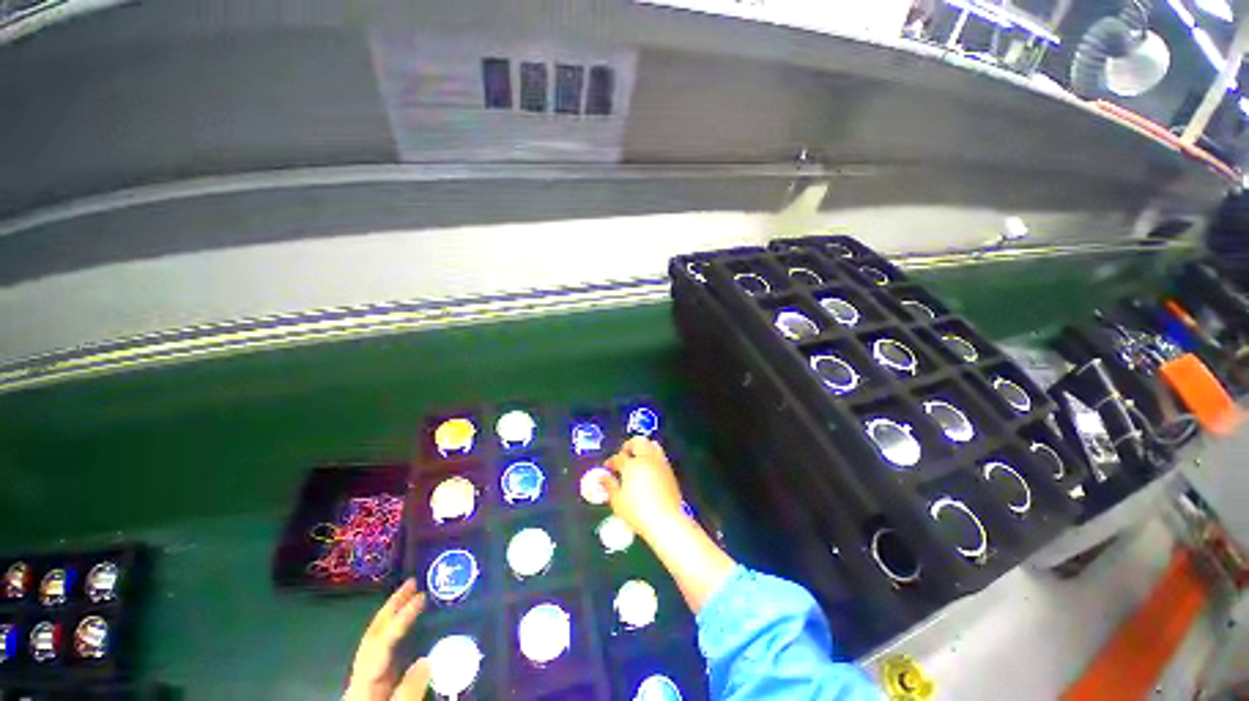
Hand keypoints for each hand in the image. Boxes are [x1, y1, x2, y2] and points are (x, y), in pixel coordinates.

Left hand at [345, 579, 430, 700]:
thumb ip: (408, 693)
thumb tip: (426, 659)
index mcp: (365, 685)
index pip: (381, 644)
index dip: (400, 619)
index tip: (421, 597)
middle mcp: (361, 677)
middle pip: (372, 637)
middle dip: (390, 608)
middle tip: (411, 582)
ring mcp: (366, 680)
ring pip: (375, 642)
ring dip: (391, 616)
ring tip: (410, 595)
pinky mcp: (374, 685)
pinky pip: (383, 651)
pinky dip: (394, 632)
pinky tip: (408, 627)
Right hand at [601, 437, 686, 541]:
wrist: (667, 521)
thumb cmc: (639, 513)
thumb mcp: (618, 501)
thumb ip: (609, 486)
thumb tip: (602, 478)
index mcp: (632, 465)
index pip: (618, 457)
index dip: (611, 461)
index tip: (607, 467)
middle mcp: (647, 459)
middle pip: (638, 441)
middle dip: (628, 446)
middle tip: (623, 455)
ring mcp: (660, 463)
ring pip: (652, 445)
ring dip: (643, 448)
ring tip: (637, 458)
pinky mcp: (670, 471)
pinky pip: (660, 456)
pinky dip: (652, 457)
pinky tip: (648, 469)